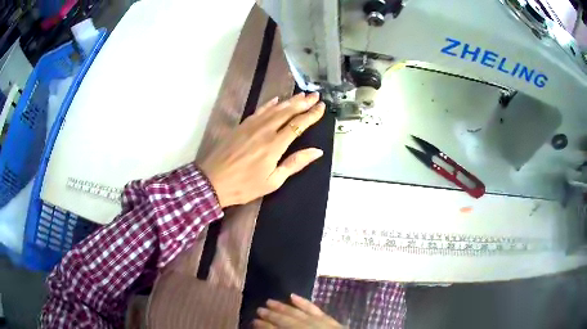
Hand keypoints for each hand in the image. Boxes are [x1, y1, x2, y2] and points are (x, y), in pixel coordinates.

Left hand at [199, 92, 325, 206]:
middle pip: (287, 112)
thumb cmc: (245, 186)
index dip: (312, 115)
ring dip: (289, 101)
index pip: (298, 125)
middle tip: (315, 95)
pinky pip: (259, 111)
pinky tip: (276, 100)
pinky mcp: (241, 126)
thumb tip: (317, 151)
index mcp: (275, 145)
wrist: (213, 181)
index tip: (322, 107)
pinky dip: (269, 104)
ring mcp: (251, 126)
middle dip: (303, 102)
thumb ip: (294, 163)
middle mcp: (265, 130)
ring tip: (301, 95)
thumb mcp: (273, 181)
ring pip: (274, 108)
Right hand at [253, 294, 341, 327]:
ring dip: (284, 307)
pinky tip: (293, 296)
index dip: (265, 326)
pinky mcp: (332, 321)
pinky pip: (316, 310)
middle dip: (272, 316)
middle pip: (287, 322)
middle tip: (259, 309)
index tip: (254, 321)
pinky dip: (304, 303)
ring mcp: (322, 325)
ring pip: (300, 313)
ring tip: (270, 301)